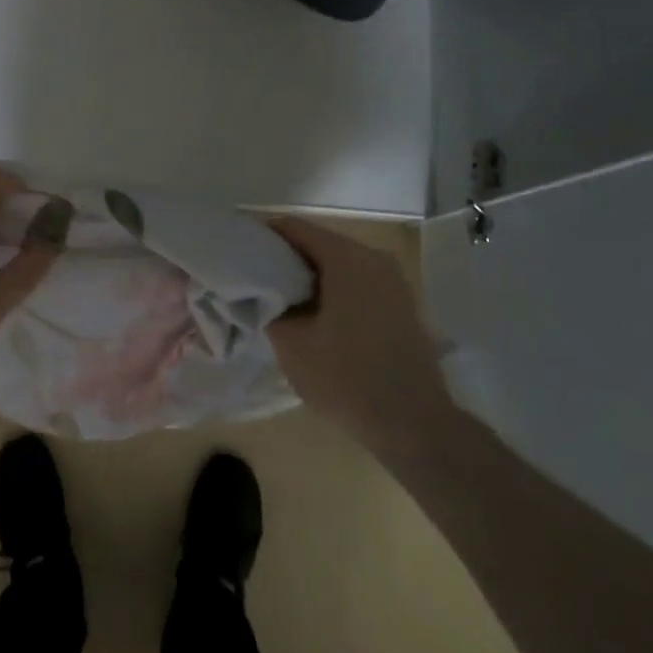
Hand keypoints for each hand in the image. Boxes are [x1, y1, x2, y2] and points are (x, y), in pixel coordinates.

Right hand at [267, 217, 453, 456]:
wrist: (413, 424)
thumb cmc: (346, 379)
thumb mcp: (291, 345)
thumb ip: (269, 308)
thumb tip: (261, 295)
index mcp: (347, 259)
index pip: (294, 227)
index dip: (263, 236)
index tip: (238, 251)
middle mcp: (374, 259)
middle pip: (318, 243)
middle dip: (285, 257)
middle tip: (254, 278)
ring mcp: (393, 281)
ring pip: (338, 264)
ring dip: (309, 276)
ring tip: (279, 298)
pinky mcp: (401, 304)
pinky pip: (357, 282)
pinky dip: (332, 289)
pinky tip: (314, 315)